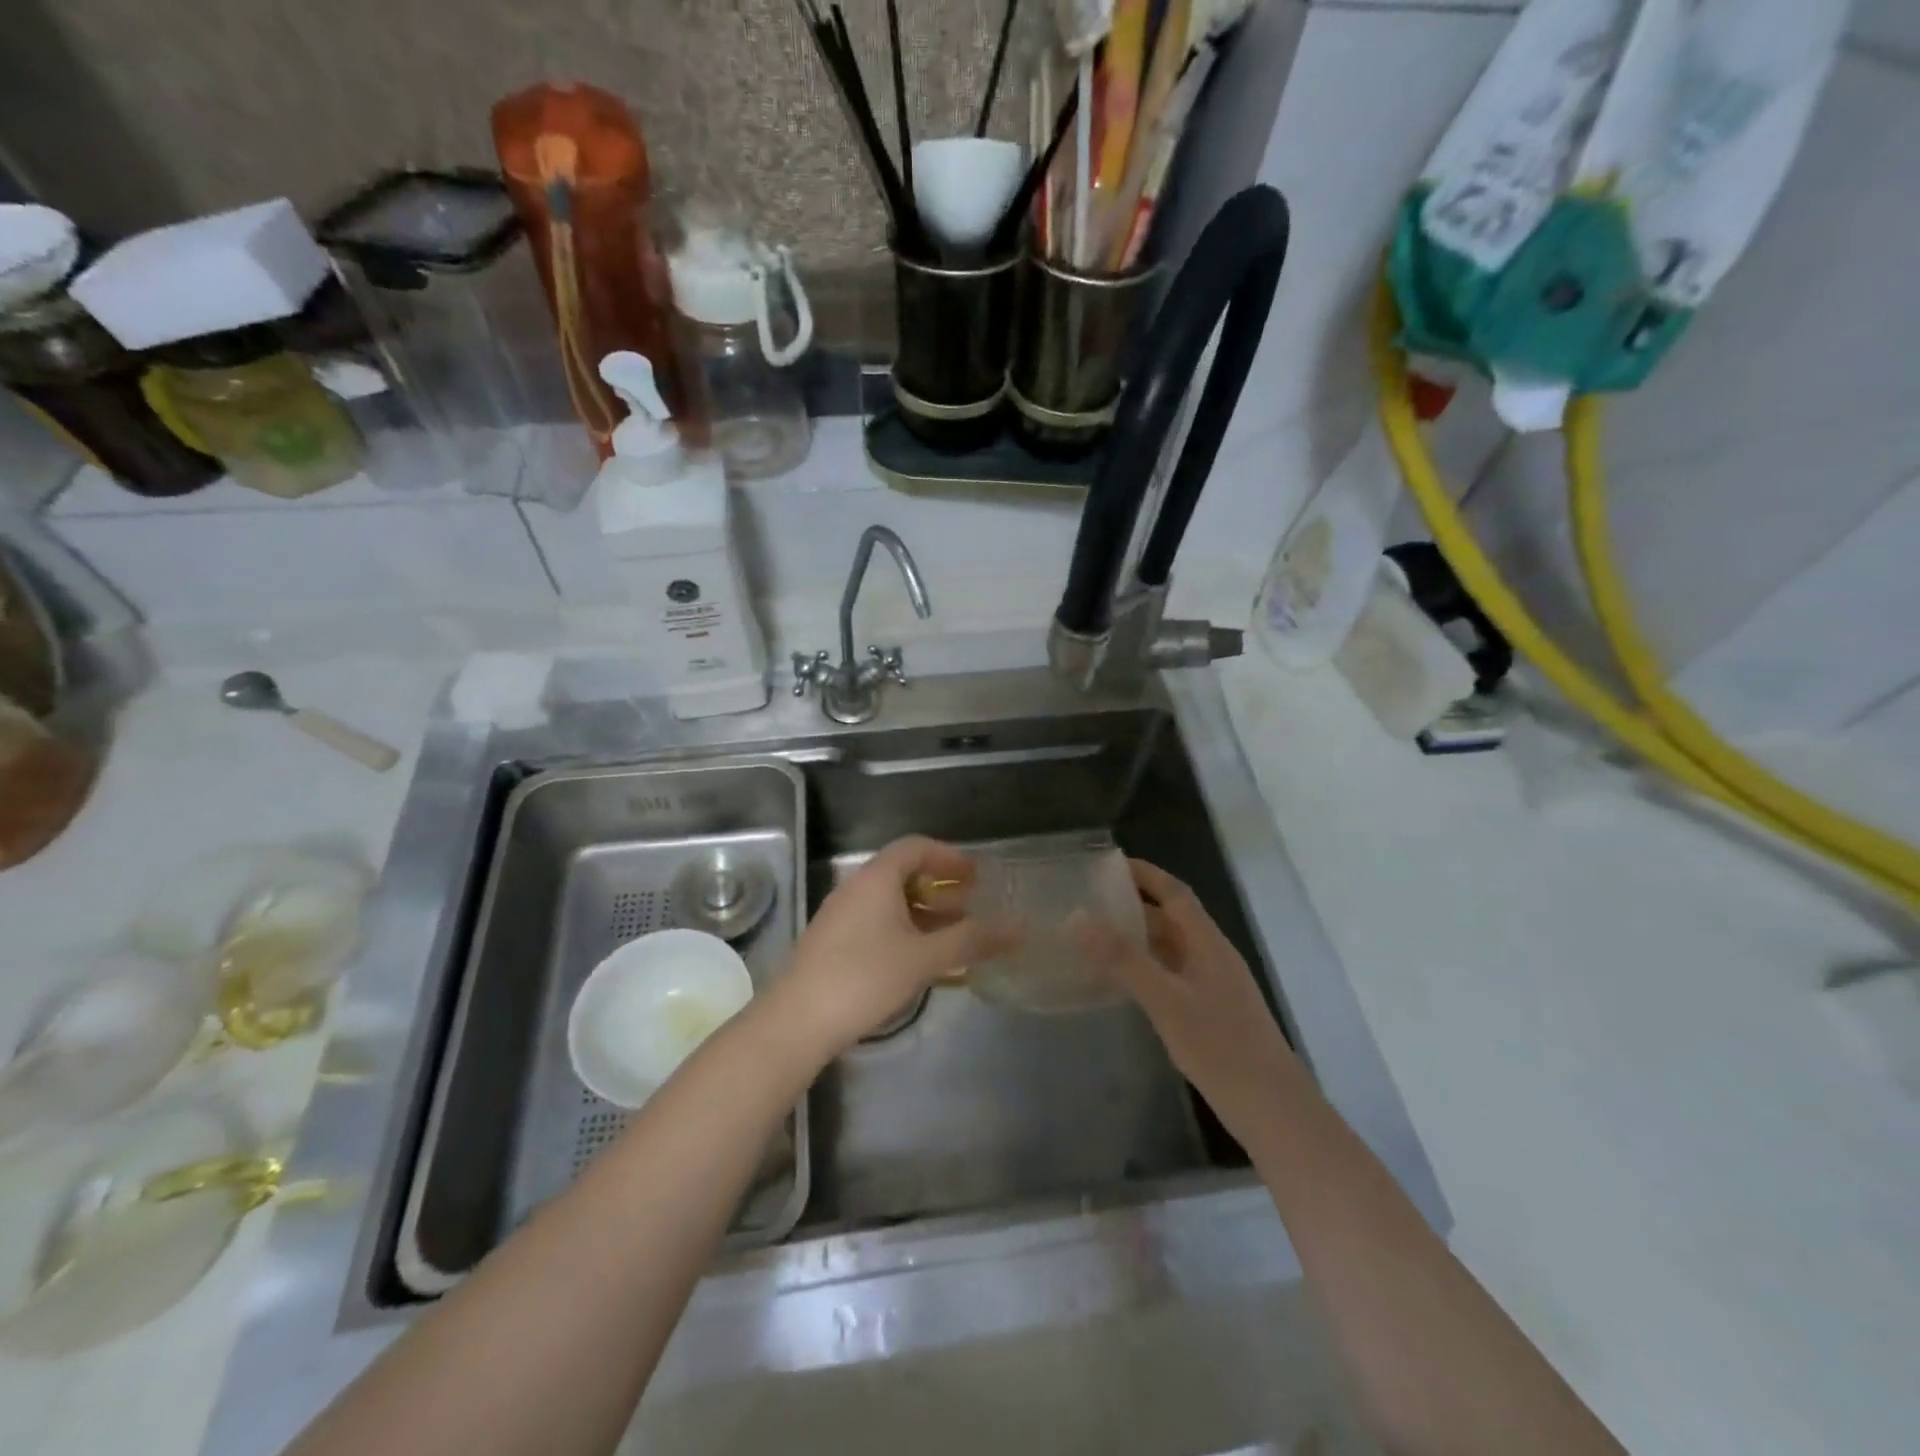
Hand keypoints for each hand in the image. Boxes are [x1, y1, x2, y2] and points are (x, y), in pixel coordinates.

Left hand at [783, 836, 1017, 1058]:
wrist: (798, 1021)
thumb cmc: (865, 977)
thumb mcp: (924, 958)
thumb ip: (971, 940)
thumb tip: (1017, 929)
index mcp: (876, 878)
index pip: (916, 847)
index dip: (949, 856)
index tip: (976, 875)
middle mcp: (855, 888)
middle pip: (903, 873)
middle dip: (940, 887)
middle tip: (971, 906)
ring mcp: (840, 916)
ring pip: (890, 901)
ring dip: (924, 912)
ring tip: (953, 936)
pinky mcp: (832, 943)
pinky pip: (876, 922)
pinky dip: (904, 930)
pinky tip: (920, 960)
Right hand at [1078, 858, 1304, 1135]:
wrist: (1272, 1109)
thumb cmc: (1220, 1047)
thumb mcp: (1166, 1000)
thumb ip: (1123, 959)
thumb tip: (1080, 919)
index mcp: (1208, 943)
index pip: (1175, 893)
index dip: (1145, 874)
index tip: (1109, 865)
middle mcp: (1212, 957)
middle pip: (1171, 919)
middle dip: (1134, 907)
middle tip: (1090, 905)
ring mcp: (1214, 986)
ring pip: (1171, 950)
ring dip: (1137, 941)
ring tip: (1095, 941)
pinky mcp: (1211, 1012)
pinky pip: (1172, 976)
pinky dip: (1145, 970)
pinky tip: (1122, 986)